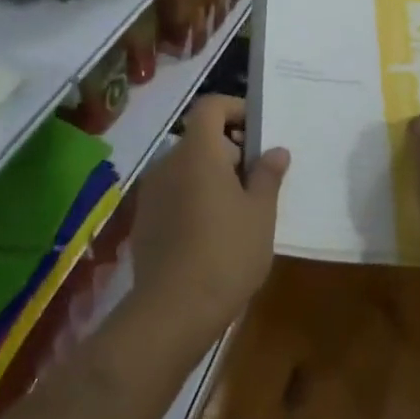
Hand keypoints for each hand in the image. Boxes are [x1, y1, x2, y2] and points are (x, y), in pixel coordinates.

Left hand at [129, 95, 288, 348]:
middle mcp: (168, 163)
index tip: (257, 131)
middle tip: (257, 179)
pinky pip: (173, 193)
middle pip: (199, 138)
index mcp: (197, 152)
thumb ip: (267, 176)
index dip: (234, 108)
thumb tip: (275, 151)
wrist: (171, 312)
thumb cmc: (226, 253)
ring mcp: (151, 192)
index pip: (210, 106)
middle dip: (229, 149)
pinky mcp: (143, 220)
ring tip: (239, 209)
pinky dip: (193, 198)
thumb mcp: (260, 214)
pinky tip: (212, 233)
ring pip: (186, 167)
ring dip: (211, 176)